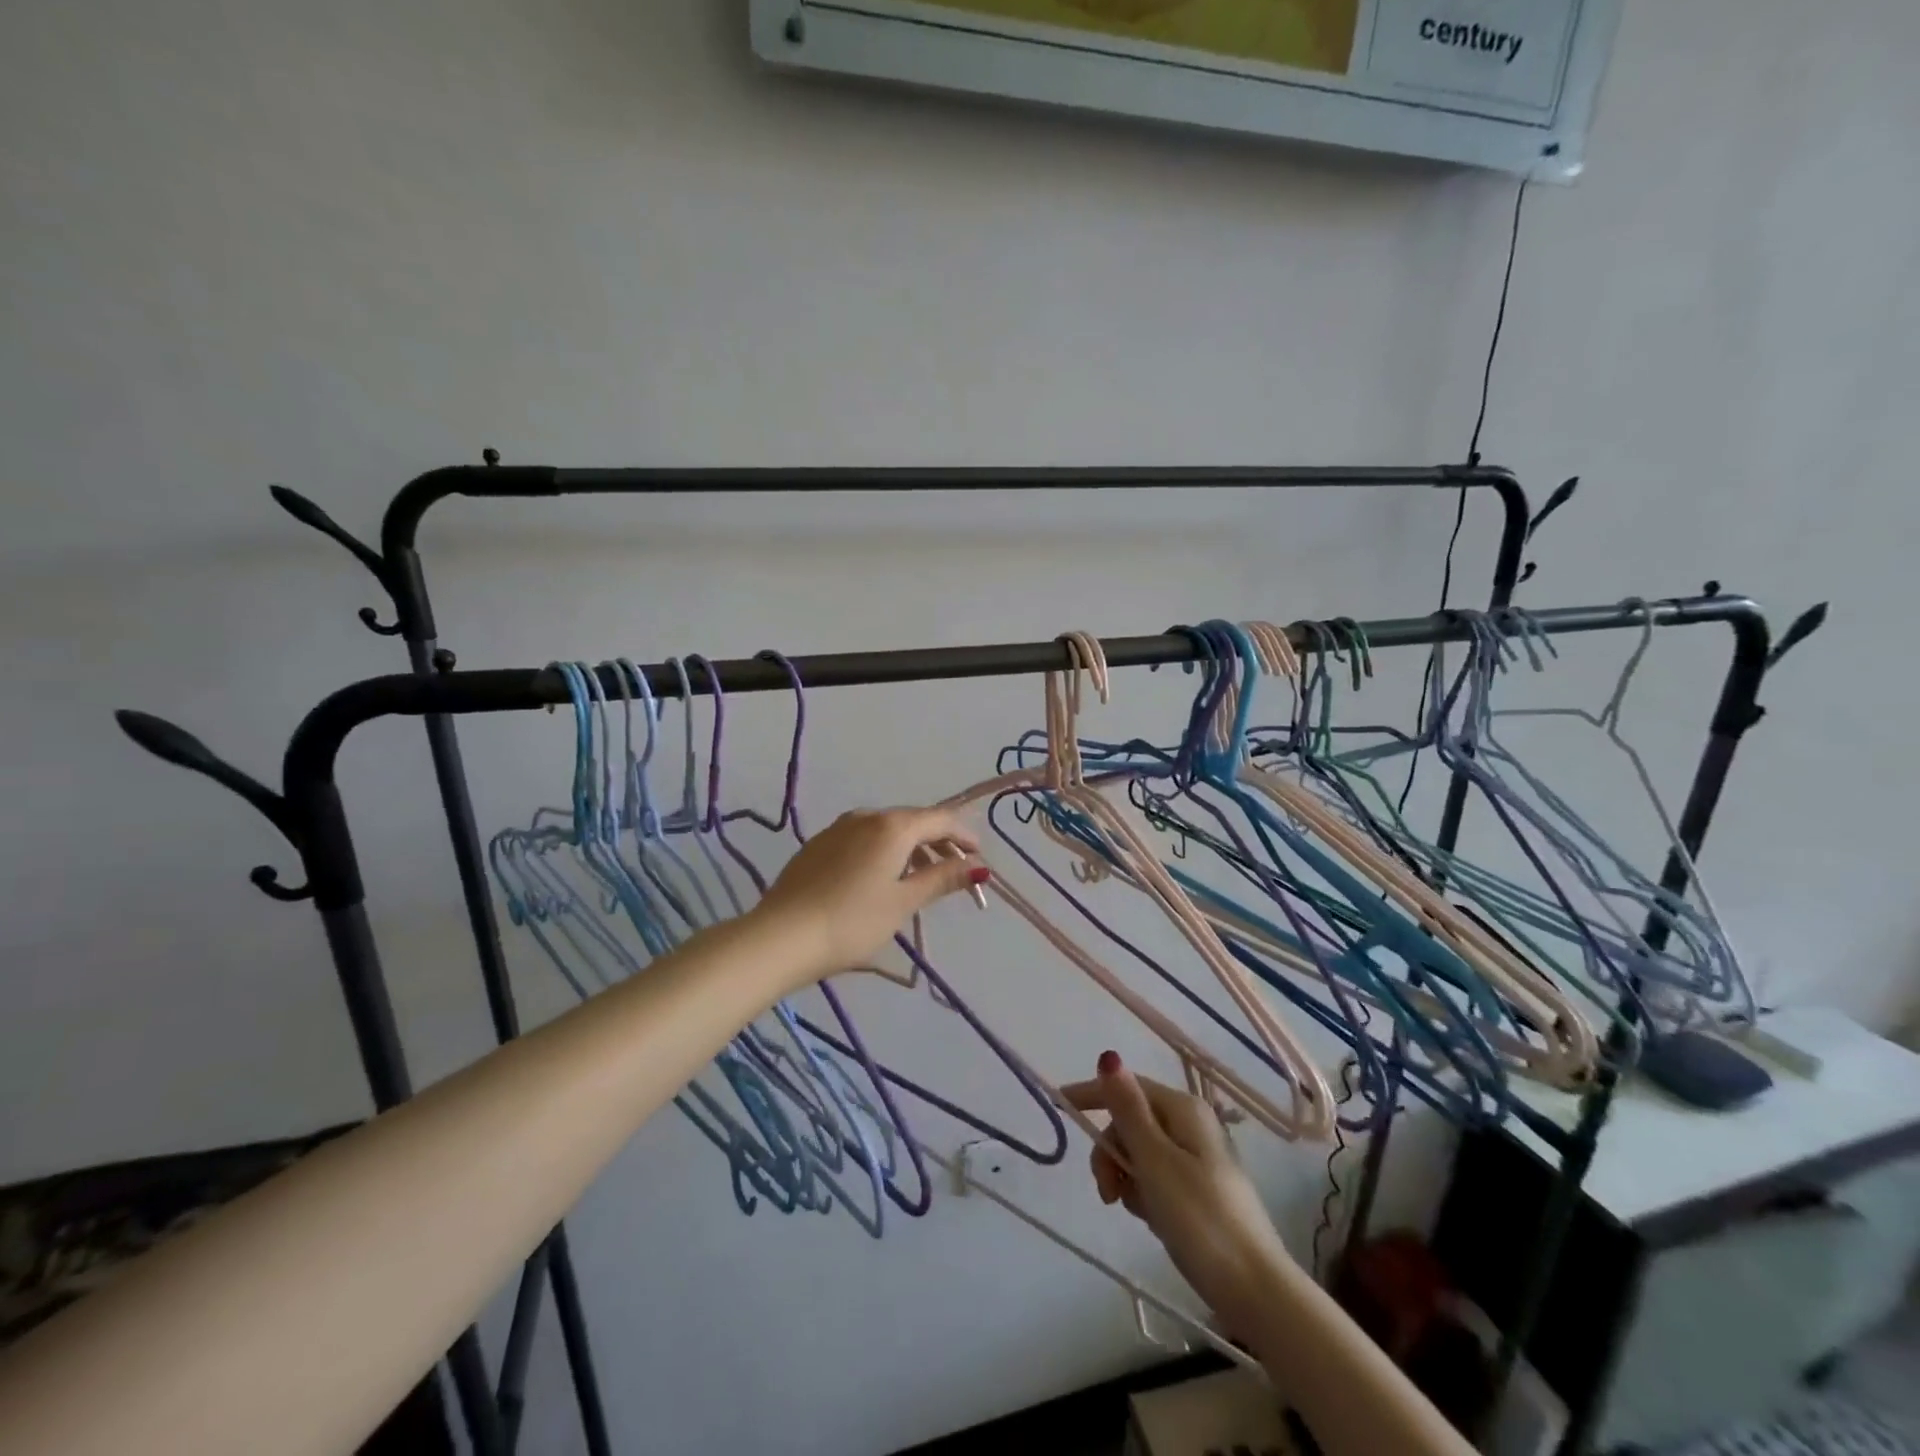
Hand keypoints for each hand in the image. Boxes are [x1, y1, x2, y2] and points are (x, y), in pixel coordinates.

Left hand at [752, 808, 985, 987]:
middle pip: (913, 821)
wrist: (780, 937)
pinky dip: (884, 851)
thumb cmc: (852, 922)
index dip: (965, 835)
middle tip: (956, 871)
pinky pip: (863, 839)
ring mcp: (838, 828)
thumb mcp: (903, 902)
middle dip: (939, 843)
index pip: (940, 819)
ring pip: (886, 830)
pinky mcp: (818, 845)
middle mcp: (866, 816)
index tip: (980, 858)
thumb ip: (942, 879)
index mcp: (892, 826)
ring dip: (911, 848)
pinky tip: (882, 878)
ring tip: (922, 878)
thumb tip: (979, 866)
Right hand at [1063, 1052, 1291, 1336]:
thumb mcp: (1155, 1161)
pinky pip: (1155, 1177)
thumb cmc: (1201, 1220)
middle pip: (1131, 1121)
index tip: (1057, 1105)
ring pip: (1140, 1152)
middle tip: (1107, 1191)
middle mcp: (1191, 1125)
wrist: (1256, 1291)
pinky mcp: (1199, 1190)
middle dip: (1111, 1151)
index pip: (1127, 1086)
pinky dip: (1144, 1193)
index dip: (1091, 1094)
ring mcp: (1197, 1158)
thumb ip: (1128, 1109)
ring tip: (1132, 1209)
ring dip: (1126, 1175)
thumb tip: (1109, 1056)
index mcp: (1183, 1109)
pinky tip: (1150, 1218)